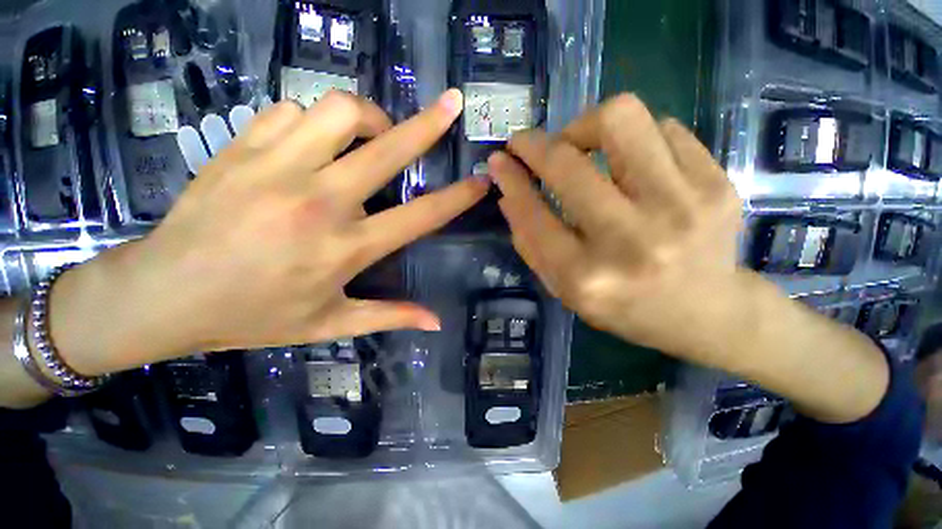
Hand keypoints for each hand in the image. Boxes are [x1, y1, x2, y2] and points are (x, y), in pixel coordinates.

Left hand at [49, 89, 488, 374]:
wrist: (164, 294)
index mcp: (346, 248)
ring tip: (369, 137)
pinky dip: (314, 121)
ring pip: (337, 110)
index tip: (480, 181)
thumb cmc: (254, 315)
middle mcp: (320, 202)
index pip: (421, 216)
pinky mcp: (241, 148)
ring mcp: (277, 168)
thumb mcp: (331, 324)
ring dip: (366, 117)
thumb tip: (436, 321)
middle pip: (387, 149)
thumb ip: (391, 316)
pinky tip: (313, 143)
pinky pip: (292, 111)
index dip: (458, 197)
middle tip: (451, 104)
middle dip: (428, 124)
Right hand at [489, 94, 742, 358]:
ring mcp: (682, 206)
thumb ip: (530, 242)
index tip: (499, 160)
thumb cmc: (624, 306)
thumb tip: (507, 191)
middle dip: (536, 144)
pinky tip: (631, 164)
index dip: (511, 179)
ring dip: (585, 126)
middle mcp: (631, 240)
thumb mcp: (564, 287)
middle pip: (570, 162)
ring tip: (581, 147)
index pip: (534, 214)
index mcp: (586, 277)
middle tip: (528, 144)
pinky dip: (634, 138)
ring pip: (621, 120)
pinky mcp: (717, 183)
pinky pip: (663, 127)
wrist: (708, 312)